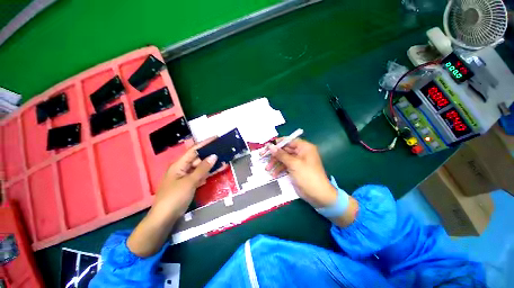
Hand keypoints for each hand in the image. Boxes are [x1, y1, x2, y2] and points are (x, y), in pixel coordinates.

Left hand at [152, 137, 225, 219]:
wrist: (164, 217)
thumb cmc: (175, 197)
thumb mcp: (190, 181)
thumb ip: (203, 168)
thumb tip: (214, 156)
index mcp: (179, 164)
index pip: (194, 150)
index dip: (205, 143)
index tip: (216, 138)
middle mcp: (182, 168)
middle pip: (198, 158)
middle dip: (210, 154)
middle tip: (222, 150)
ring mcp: (185, 176)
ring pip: (200, 167)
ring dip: (210, 164)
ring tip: (223, 159)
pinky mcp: (188, 183)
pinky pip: (200, 175)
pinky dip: (207, 173)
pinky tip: (216, 170)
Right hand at [264, 138, 337, 207]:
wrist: (318, 195)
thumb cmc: (307, 176)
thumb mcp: (293, 164)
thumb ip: (281, 154)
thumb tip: (270, 146)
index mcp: (304, 147)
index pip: (289, 141)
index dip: (278, 143)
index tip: (267, 146)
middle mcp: (301, 152)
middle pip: (284, 150)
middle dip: (274, 155)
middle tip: (262, 157)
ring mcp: (298, 161)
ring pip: (283, 158)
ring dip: (275, 163)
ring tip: (267, 169)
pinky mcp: (295, 169)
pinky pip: (285, 165)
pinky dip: (279, 169)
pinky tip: (274, 174)